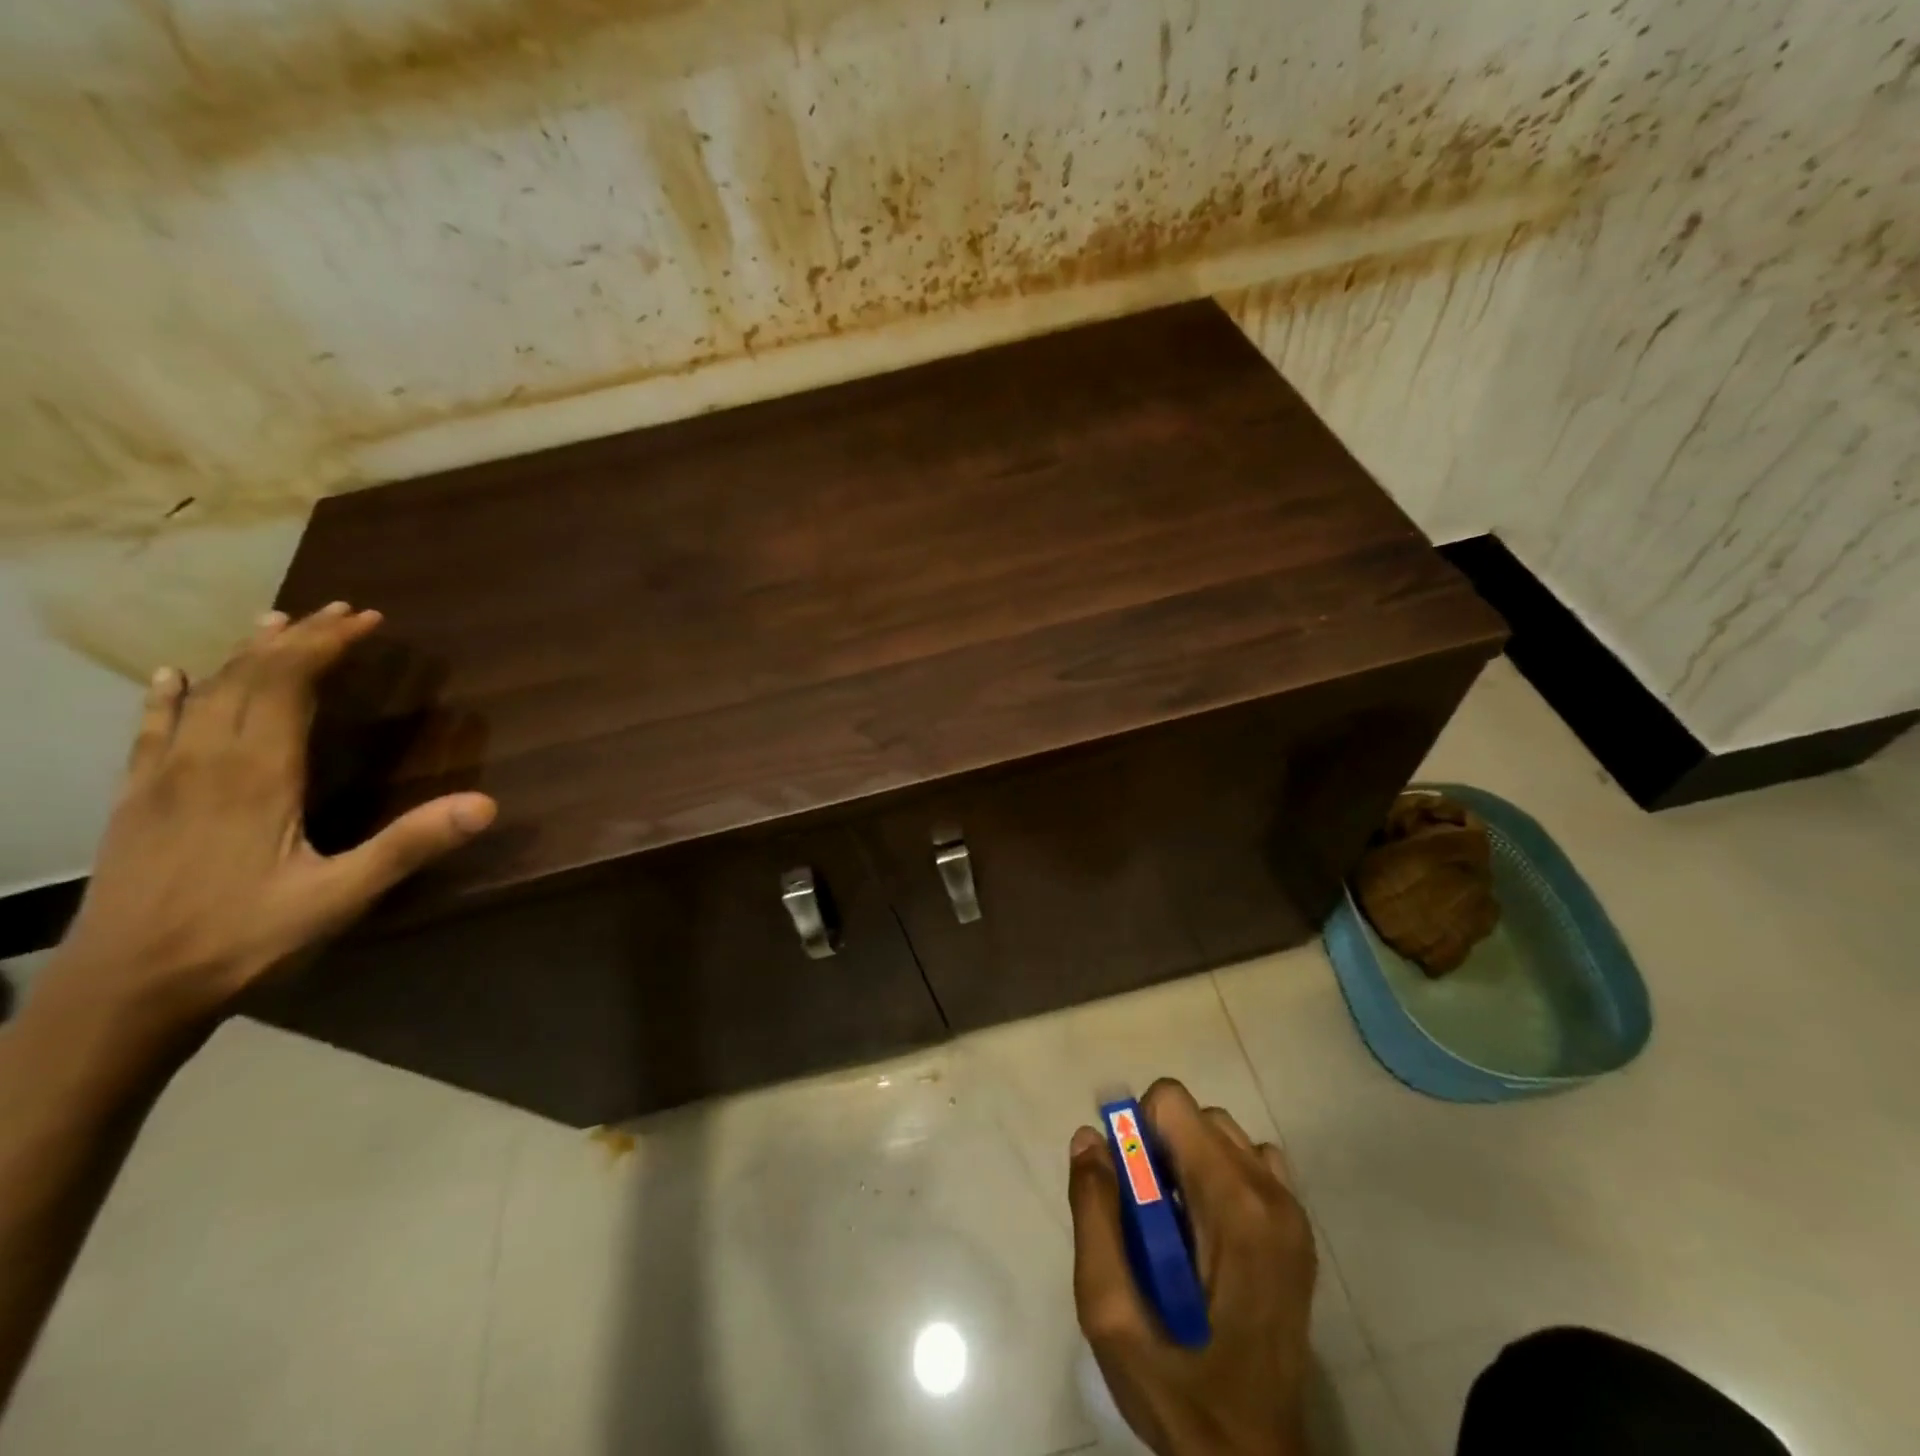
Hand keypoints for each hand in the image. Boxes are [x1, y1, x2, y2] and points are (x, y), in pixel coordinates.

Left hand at [37, 603, 495, 1048]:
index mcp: (255, 775)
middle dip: (297, 638)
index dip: (328, 645)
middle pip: (250, 678)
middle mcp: (206, 762)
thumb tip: (486, 803)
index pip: (290, 685)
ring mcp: (162, 779)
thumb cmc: (242, 939)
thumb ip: (409, 845)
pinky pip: (153, 731)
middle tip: (339, 611)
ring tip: (274, 623)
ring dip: (244, 656)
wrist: (122, 992)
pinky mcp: (136, 801)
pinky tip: (171, 678)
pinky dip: (168, 697)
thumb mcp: (340, 897)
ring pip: (204, 696)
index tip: (368, 619)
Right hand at [1069, 1079, 1316, 1455]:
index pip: (1174, 1103)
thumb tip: (1088, 1137)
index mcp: (1232, 1205)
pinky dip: (1221, 1178)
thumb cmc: (1179, 1393)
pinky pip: (1253, 1166)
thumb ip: (1094, 1215)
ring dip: (1189, 1162)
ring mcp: (1293, 1214)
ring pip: (1225, 1137)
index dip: (1137, 1131)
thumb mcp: (1110, 1313)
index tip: (1126, 1186)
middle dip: (1160, 1149)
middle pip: (1199, 1117)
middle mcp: (1271, 1195)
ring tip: (1174, 1229)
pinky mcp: (1299, 1235)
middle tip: (1144, 1216)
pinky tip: (1207, 1236)